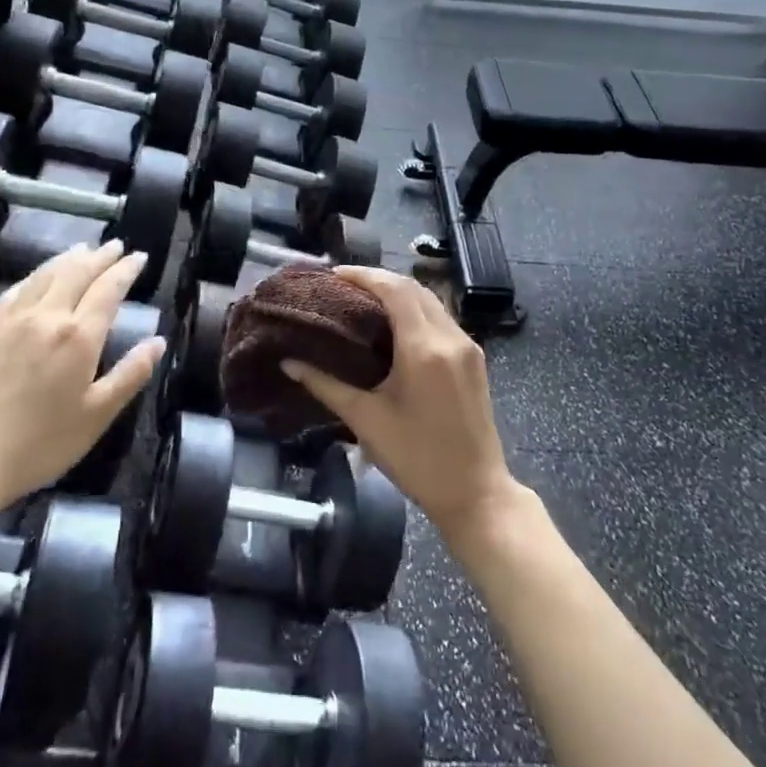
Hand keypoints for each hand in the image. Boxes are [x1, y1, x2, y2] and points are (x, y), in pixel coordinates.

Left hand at [0, 242, 163, 526]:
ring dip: (68, 258)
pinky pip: (16, 290)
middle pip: (76, 272)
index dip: (126, 270)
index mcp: (79, 336)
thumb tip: (158, 341)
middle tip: (116, 246)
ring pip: (45, 275)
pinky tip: (38, 277)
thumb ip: (131, 374)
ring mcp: (13, 320)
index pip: (108, 290)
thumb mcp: (98, 415)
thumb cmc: (42, 443)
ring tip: (83, 249)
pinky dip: (35, 275)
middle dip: (100, 256)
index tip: (140, 257)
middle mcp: (47, 316)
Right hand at [281, 266, 518, 543]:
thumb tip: (289, 363)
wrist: (476, 492)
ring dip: (399, 293)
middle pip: (414, 288)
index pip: (394, 290)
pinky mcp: (475, 358)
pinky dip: (416, 310)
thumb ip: (326, 385)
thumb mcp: (366, 420)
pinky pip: (442, 319)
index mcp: (424, 347)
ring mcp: (468, 346)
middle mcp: (450, 336)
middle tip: (344, 285)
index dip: (363, 275)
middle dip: (379, 279)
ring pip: (431, 301)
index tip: (334, 274)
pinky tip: (395, 324)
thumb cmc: (416, 459)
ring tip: (364, 300)